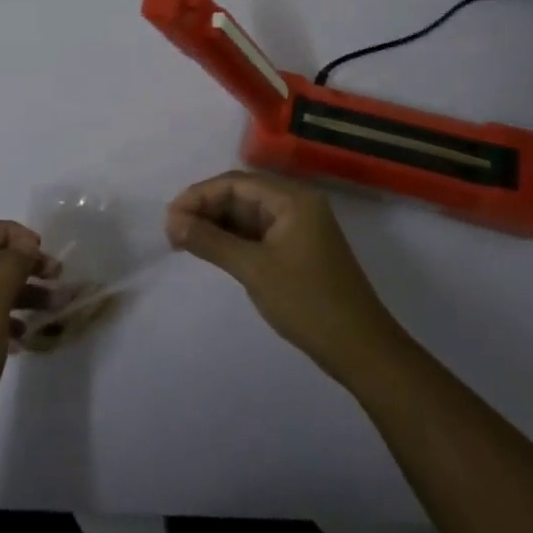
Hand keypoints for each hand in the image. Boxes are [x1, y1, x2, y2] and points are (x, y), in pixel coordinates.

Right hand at [165, 171, 398, 382]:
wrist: (362, 350)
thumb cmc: (308, 303)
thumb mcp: (254, 269)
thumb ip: (210, 241)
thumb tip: (172, 221)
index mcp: (293, 199)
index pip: (236, 182)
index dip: (199, 195)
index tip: (170, 216)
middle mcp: (297, 205)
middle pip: (242, 194)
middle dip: (206, 208)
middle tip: (173, 231)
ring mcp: (300, 228)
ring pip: (248, 215)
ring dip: (217, 224)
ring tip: (184, 241)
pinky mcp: (298, 250)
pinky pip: (258, 233)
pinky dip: (233, 239)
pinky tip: (211, 250)